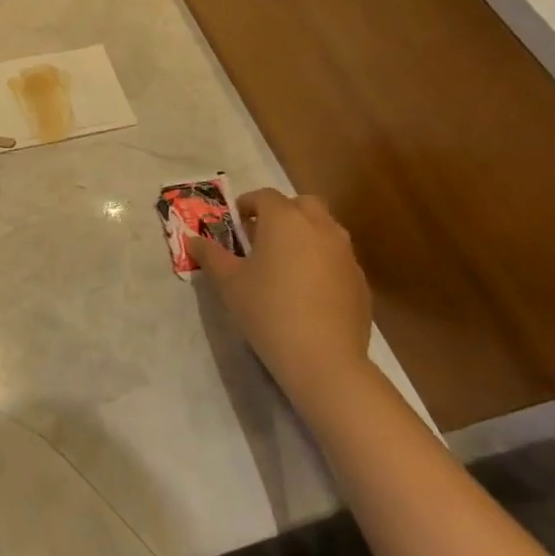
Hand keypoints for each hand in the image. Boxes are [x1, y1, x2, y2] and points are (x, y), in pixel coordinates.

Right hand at [189, 188, 374, 415]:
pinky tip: (307, 291)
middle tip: (262, 236)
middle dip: (282, 213)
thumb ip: (210, 255)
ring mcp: (346, 254)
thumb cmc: (267, 310)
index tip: (235, 223)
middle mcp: (320, 228)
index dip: (247, 204)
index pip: (265, 196)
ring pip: (325, 229)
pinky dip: (322, 262)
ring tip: (284, 264)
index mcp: (285, 220)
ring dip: (305, 235)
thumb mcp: (228, 282)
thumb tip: (194, 240)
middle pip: (303, 204)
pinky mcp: (361, 281)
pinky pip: (337, 258)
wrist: (323, 358)